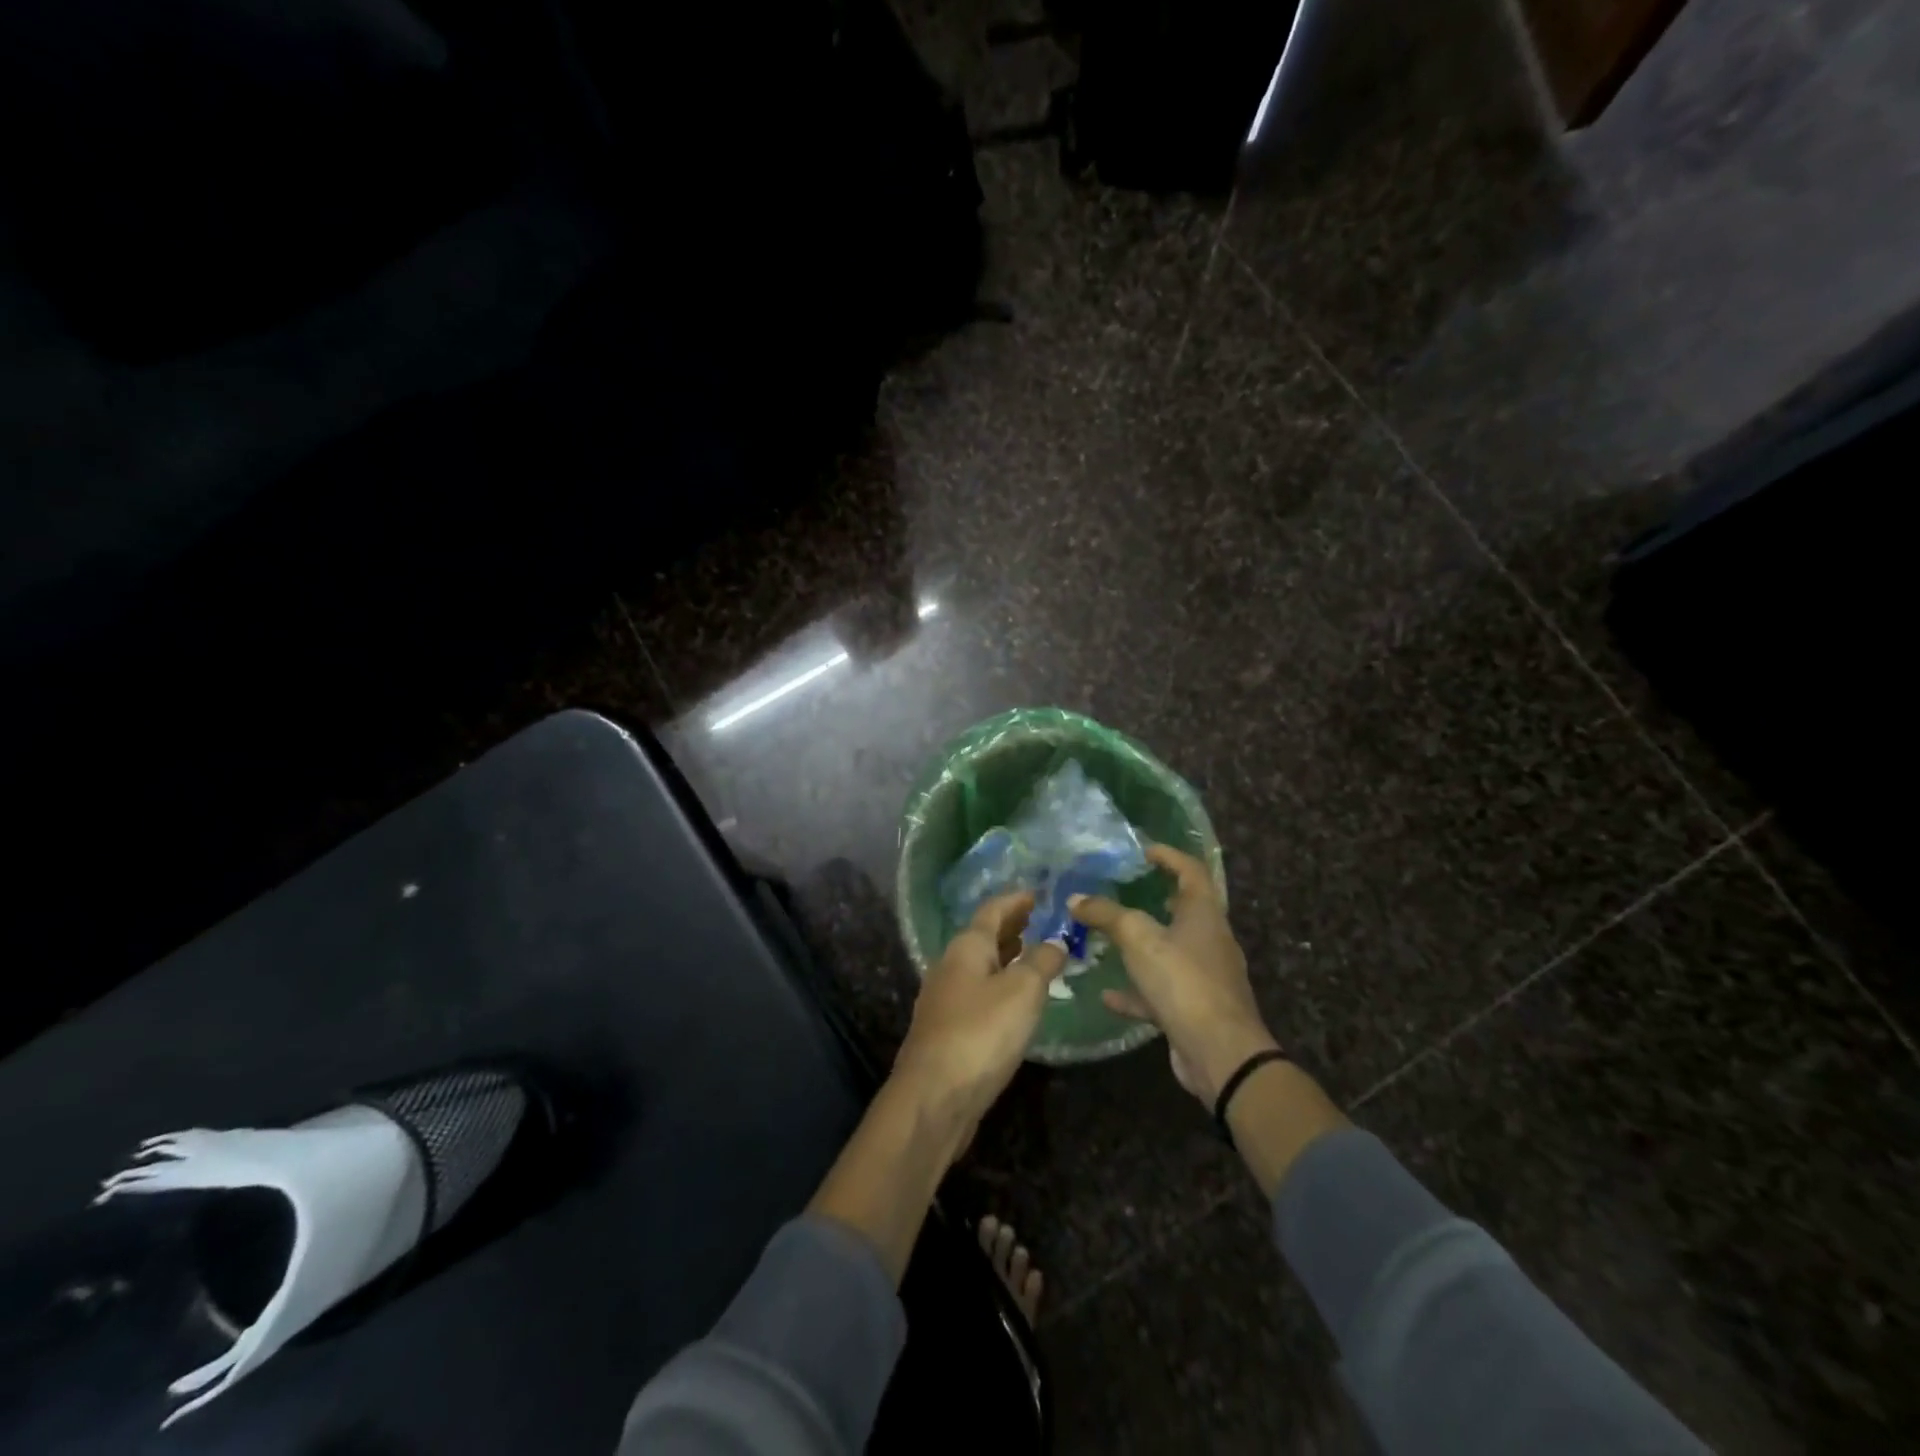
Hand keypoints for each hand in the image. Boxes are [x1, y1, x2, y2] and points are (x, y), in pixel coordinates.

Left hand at [892, 892, 1066, 1144]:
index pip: (992, 911)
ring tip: (1031, 954)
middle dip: (1010, 927)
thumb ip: (1042, 963)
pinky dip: (998, 984)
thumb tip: (1056, 942)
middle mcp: (950, 966)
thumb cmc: (981, 1033)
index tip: (1037, 894)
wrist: (934, 1097)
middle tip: (1037, 920)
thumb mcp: (1022, 992)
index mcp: (966, 948)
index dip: (1015, 900)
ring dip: (1005, 956)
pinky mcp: (947, 1030)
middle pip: (982, 937)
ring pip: (979, 966)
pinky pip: (978, 993)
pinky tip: (1014, 1000)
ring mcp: (945, 1000)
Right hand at [1071, 844, 1279, 1106]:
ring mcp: (1205, 977)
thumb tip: (1076, 898)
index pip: (1192, 871)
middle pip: (1185, 911)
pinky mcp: (1195, 1009)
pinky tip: (1107, 994)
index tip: (1144, 850)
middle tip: (1125, 891)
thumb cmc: (1183, 980)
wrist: (1220, 1052)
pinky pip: (1162, 991)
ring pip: (1170, 952)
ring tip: (1110, 940)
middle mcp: (1210, 940)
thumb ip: (1106, 914)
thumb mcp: (1138, 938)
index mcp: (1204, 914)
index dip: (1170, 856)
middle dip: (1156, 900)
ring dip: (1142, 946)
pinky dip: (1136, 990)